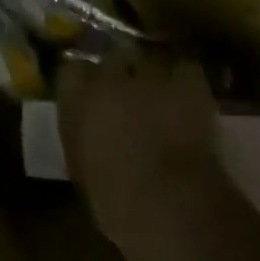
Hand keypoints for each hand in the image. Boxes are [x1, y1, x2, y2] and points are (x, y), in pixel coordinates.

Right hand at [56, 51, 228, 258]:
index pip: (71, 71)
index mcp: (77, 101)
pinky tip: (188, 95)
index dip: (83, 81)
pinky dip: (185, 79)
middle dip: (120, 71)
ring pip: (149, 59)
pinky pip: (184, 68)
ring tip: (161, 91)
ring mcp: (150, 76)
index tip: (89, 94)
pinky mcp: (188, 82)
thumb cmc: (115, 201)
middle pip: (112, 57)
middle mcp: (109, 78)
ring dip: (152, 74)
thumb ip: (83, 139)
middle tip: (128, 92)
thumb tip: (90, 132)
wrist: (169, 203)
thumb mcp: (83, 170)